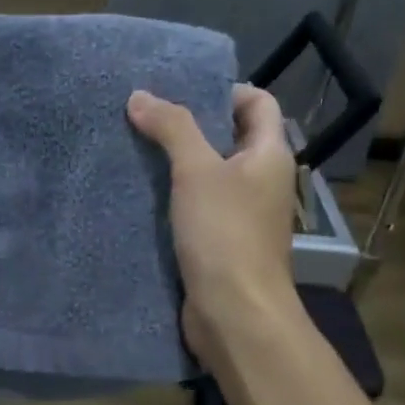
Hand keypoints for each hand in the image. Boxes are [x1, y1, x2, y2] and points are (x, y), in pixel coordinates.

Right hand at [127, 85, 302, 358]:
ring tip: (134, 150)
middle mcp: (261, 181)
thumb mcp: (197, 171)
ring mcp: (242, 215)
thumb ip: (172, 128)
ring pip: (209, 175)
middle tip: (145, 117)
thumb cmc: (225, 234)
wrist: (235, 314)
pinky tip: (139, 194)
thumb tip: (140, 95)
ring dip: (176, 163)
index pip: (257, 103)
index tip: (178, 92)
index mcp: (270, 155)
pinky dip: (172, 198)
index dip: (223, 91)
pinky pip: (197, 207)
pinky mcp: (220, 242)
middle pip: (229, 138)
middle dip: (190, 126)